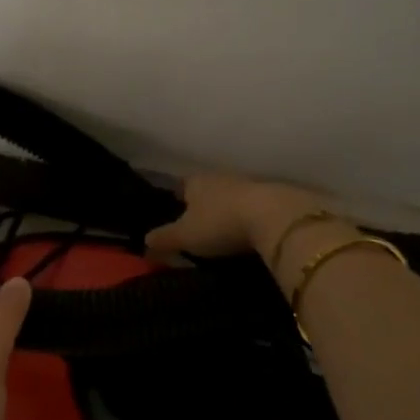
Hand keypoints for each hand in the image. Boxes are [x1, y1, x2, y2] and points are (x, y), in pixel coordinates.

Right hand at [144, 173, 350, 264]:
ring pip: (232, 197)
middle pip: (208, 190)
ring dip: (229, 211)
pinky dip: (250, 218)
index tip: (177, 215)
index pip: (181, 185)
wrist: (276, 217)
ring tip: (225, 233)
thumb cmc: (220, 223)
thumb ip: (163, 239)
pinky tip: (250, 233)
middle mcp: (221, 176)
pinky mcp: (275, 197)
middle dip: (204, 205)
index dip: (178, 200)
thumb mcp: (185, 236)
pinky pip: (255, 207)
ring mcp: (250, 184)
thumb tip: (144, 243)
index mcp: (196, 181)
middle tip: (200, 228)